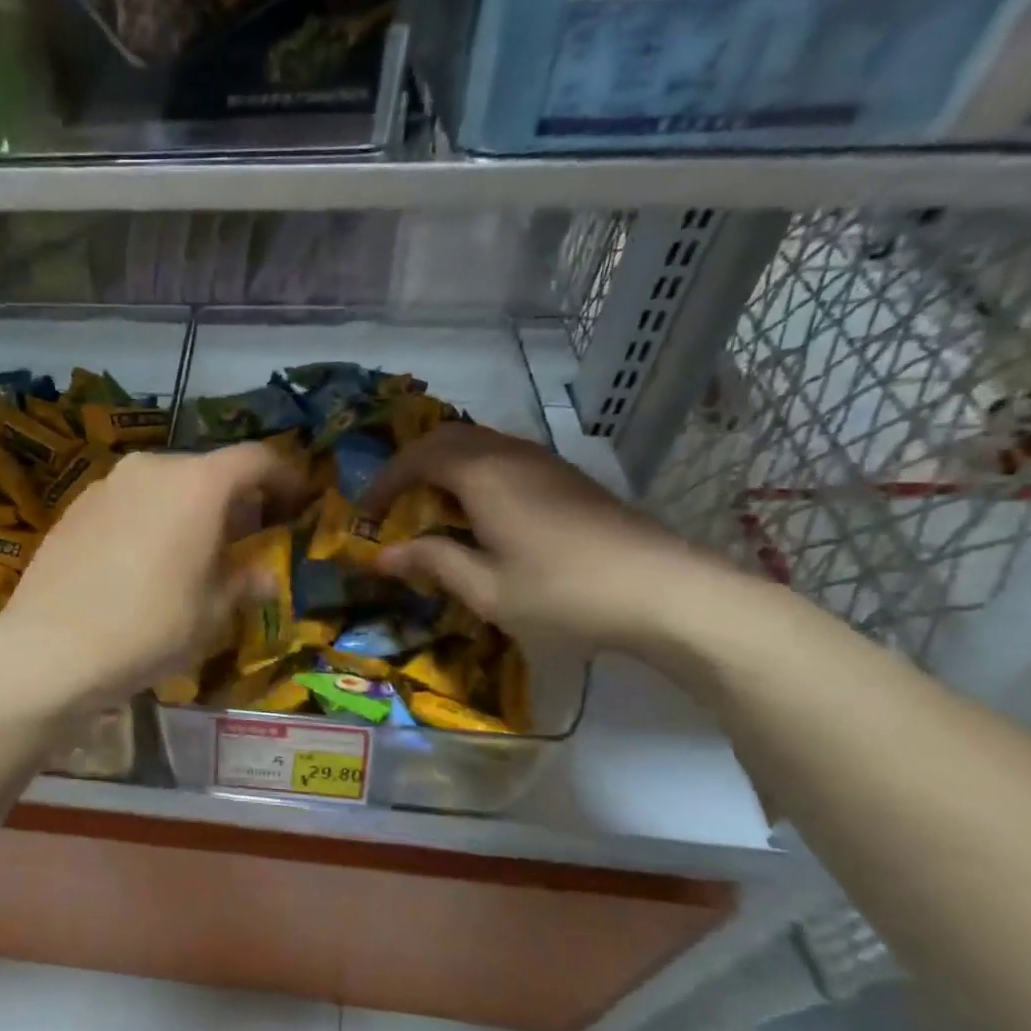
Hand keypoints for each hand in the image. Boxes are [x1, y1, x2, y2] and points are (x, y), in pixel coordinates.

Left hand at [0, 444, 303, 711]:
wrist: (49, 650)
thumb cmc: (148, 630)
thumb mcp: (211, 614)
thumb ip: (244, 582)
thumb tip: (264, 575)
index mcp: (197, 484)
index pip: (256, 459)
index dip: (285, 475)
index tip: (298, 499)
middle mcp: (151, 468)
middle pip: (207, 470)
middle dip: (233, 499)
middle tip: (243, 538)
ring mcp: (107, 484)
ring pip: (164, 485)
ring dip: (187, 509)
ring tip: (190, 552)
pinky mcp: (74, 507)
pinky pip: (128, 502)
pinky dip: (148, 519)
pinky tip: (141, 561)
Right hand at [362, 423, 736, 651]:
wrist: (667, 592)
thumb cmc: (563, 593)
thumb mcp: (486, 588)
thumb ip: (432, 563)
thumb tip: (381, 556)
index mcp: (484, 476)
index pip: (419, 458)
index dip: (386, 480)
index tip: (364, 511)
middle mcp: (512, 456)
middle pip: (449, 437)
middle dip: (411, 463)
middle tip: (392, 499)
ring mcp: (547, 464)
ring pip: (481, 443)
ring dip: (445, 465)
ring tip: (429, 504)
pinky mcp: (570, 479)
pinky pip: (506, 457)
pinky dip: (475, 472)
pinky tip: (480, 511)